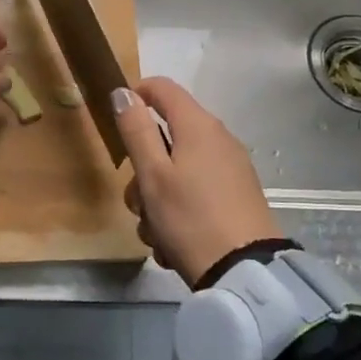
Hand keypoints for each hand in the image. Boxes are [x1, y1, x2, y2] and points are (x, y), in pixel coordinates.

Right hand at [114, 78, 282, 286]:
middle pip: (166, 138)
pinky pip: (194, 193)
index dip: (136, 95)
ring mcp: (230, 169)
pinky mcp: (236, 197)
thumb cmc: (190, 217)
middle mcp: (218, 140)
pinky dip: (178, 213)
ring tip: (155, 235)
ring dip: (156, 200)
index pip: (163, 88)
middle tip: (138, 202)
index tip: (117, 122)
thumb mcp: (153, 175)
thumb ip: (136, 131)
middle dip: (142, 171)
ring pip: (176, 172)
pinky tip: (173, 245)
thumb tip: (124, 92)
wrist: (244, 271)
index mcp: (198, 126)